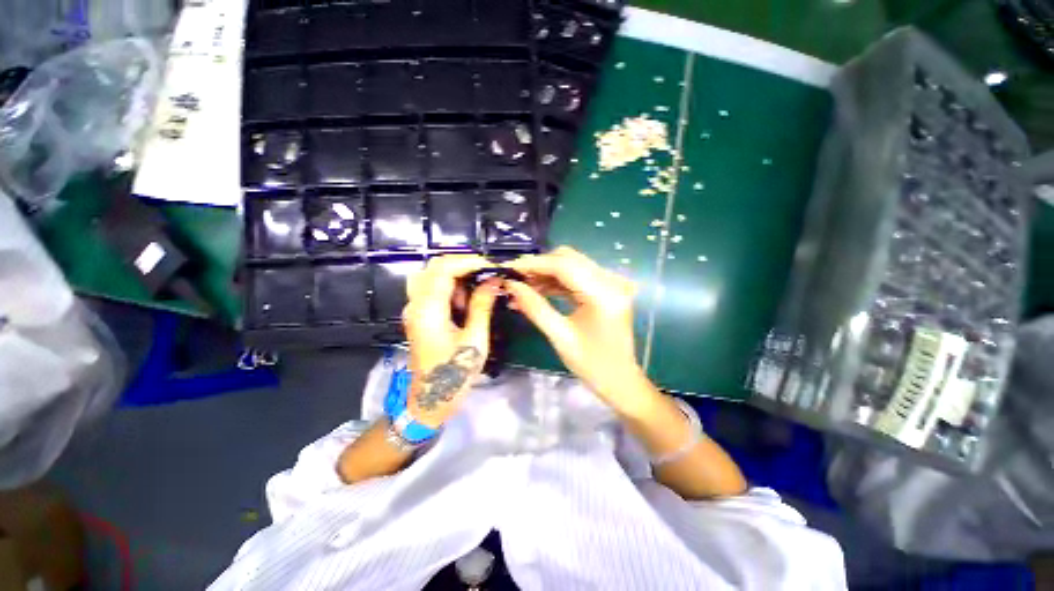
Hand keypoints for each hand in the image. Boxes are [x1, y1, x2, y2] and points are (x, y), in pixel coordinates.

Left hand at [403, 255, 500, 427]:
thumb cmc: (454, 374)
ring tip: (477, 291)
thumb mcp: (475, 340)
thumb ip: (482, 306)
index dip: (469, 262)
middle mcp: (416, 304)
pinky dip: (450, 288)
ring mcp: (414, 309)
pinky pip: (432, 289)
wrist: (430, 400)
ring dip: (456, 277)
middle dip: (463, 266)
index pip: (444, 269)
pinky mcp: (419, 315)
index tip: (492, 268)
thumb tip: (494, 280)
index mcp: (428, 309)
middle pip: (434, 267)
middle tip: (487, 276)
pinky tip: (465, 302)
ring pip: (432, 276)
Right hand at [505, 247, 649, 412]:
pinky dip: (558, 280)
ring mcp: (612, 283)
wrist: (620, 379)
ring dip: (547, 273)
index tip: (509, 267)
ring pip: (572, 264)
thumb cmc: (591, 364)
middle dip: (540, 266)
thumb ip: (535, 307)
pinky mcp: (608, 288)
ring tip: (523, 286)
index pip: (564, 266)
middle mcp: (611, 281)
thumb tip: (511, 285)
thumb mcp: (559, 336)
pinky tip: (539, 289)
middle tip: (515, 278)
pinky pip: (578, 275)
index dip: (534, 264)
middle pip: (569, 258)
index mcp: (603, 294)